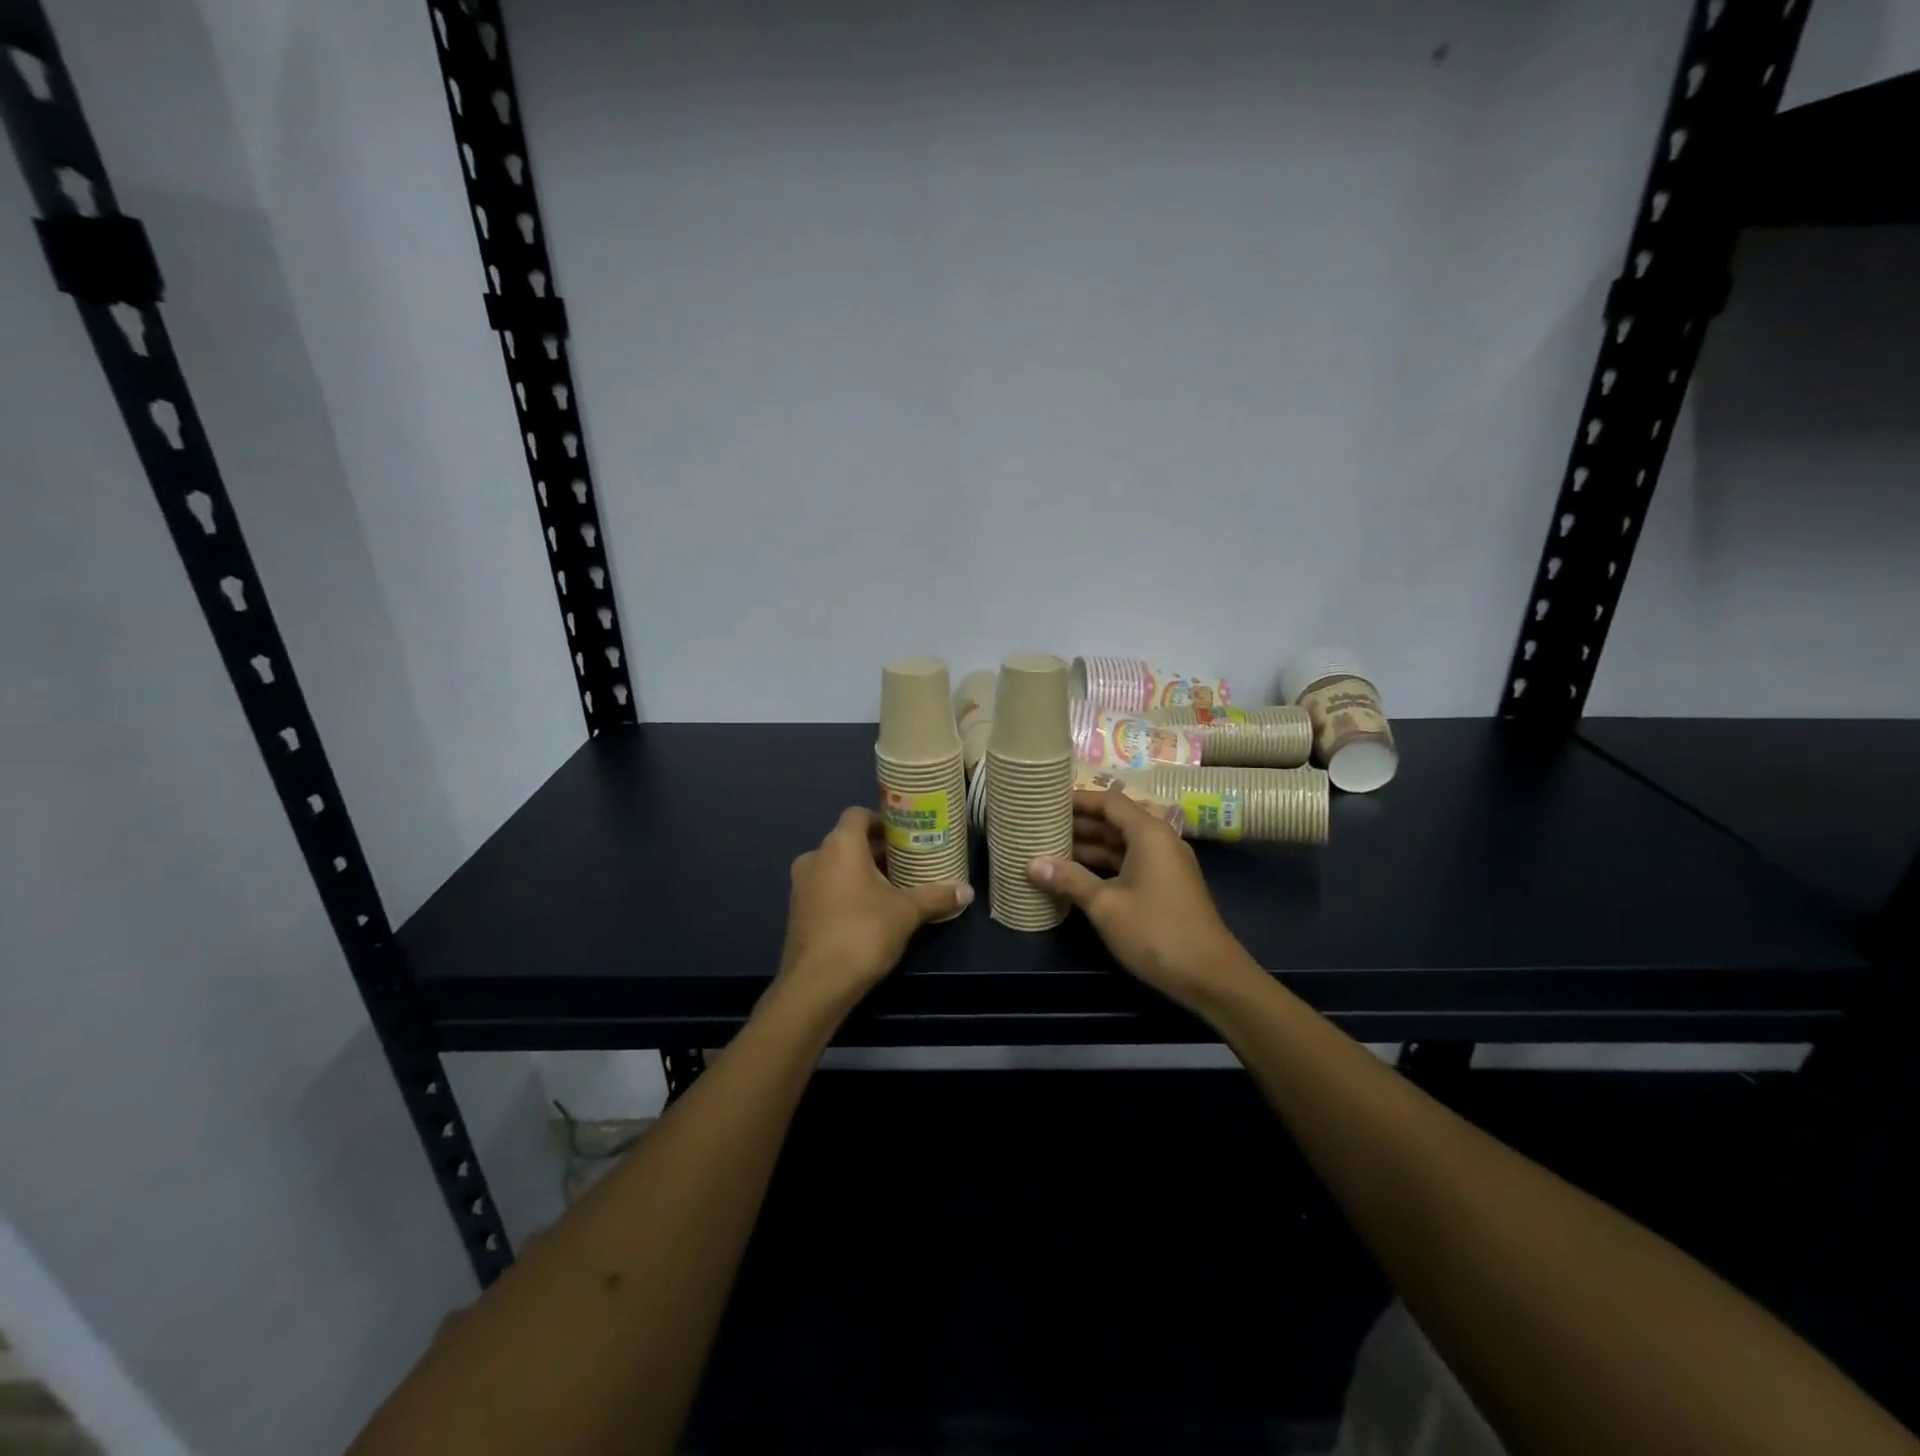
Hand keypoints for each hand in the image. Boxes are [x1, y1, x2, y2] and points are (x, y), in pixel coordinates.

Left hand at [775, 807, 972, 1018]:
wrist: (816, 985)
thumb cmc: (863, 932)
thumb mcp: (907, 912)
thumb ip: (936, 896)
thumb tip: (967, 891)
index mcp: (840, 845)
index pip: (858, 814)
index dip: (883, 820)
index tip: (906, 835)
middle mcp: (815, 857)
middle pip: (848, 842)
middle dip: (878, 851)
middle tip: (908, 863)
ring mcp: (801, 886)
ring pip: (836, 867)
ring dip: (862, 873)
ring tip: (894, 889)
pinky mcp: (798, 912)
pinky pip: (826, 889)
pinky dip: (846, 892)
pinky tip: (870, 913)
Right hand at [1026, 789, 1258, 1012]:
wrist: (1211, 977)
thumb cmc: (1156, 932)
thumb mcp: (1106, 905)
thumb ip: (1069, 880)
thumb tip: (1032, 863)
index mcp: (1149, 833)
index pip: (1109, 801)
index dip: (1078, 800)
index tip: (1047, 802)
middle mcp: (1160, 841)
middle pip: (1115, 821)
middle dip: (1079, 824)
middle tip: (1041, 826)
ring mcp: (1165, 865)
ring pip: (1121, 845)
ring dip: (1089, 847)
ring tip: (1050, 850)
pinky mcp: (1165, 887)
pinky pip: (1129, 864)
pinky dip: (1103, 866)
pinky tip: (1076, 878)